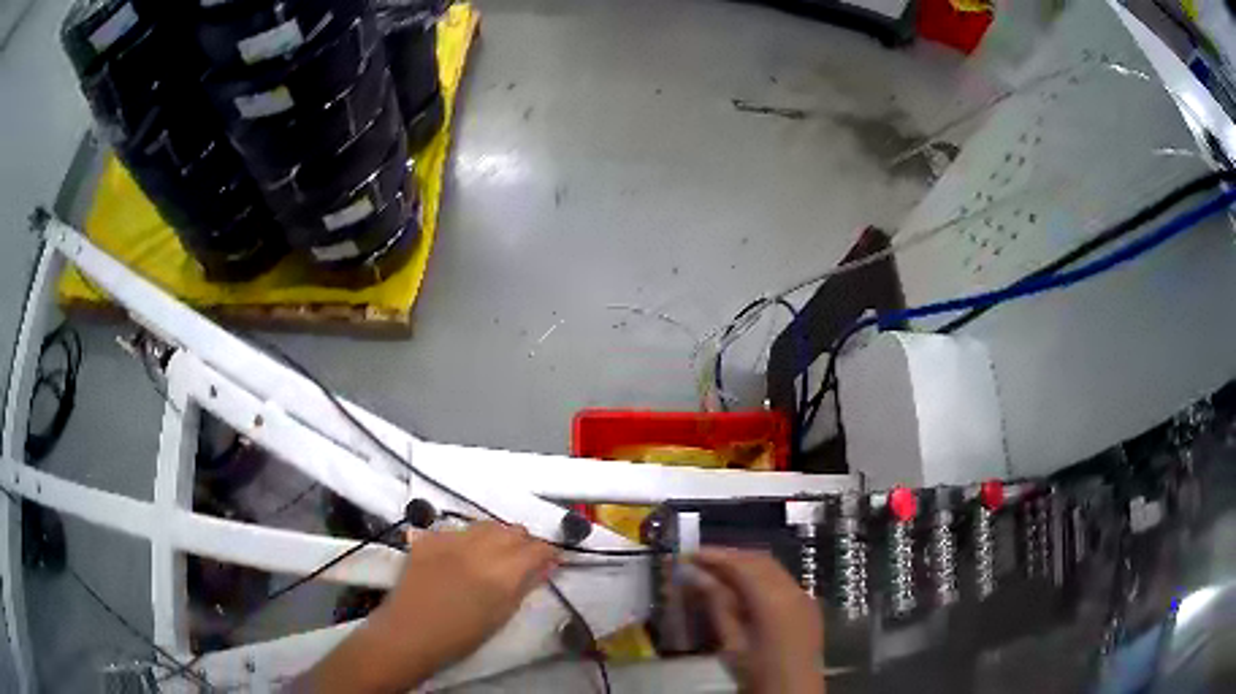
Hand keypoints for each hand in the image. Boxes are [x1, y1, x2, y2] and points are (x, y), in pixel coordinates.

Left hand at [302, 522, 558, 692]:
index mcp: (502, 572)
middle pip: (512, 530)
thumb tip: (545, 566)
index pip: (536, 548)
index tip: (551, 560)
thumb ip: (525, 586)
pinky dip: (467, 538)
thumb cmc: (462, 635)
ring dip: (497, 535)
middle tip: (524, 558)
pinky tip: (463, 554)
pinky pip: (457, 529)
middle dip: (524, 541)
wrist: (410, 632)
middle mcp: (478, 548)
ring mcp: (450, 539)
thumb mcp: (502, 615)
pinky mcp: (429, 538)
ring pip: (486, 524)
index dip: (548, 552)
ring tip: (495, 553)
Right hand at [691, 547, 824, 693]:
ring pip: (773, 568)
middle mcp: (793, 589)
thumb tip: (696, 575)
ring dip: (745, 564)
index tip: (689, 554)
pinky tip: (742, 588)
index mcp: (773, 600)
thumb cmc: (757, 672)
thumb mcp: (732, 642)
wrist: (793, 692)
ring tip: (716, 571)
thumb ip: (717, 605)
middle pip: (759, 560)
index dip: (715, 556)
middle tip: (700, 560)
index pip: (741, 565)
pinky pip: (782, 580)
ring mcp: (804, 595)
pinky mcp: (808, 605)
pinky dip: (760, 576)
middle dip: (730, 556)